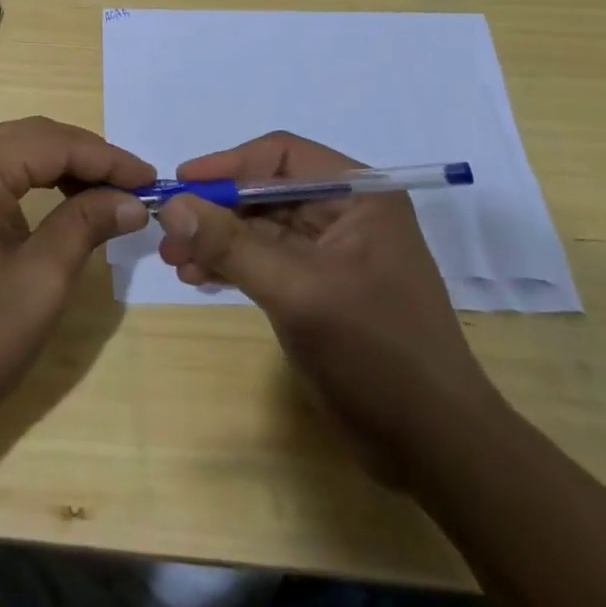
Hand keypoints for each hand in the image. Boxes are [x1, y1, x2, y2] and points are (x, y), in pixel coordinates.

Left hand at [0, 117, 153, 449]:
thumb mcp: (39, 282)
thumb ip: (86, 224)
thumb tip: (131, 201)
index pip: (53, 142)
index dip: (108, 159)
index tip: (152, 180)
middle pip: (28, 138)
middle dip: (83, 160)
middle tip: (132, 189)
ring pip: (5, 153)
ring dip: (55, 169)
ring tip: (101, 197)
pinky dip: (22, 184)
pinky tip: (52, 204)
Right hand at [157, 131, 501, 475]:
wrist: (437, 449)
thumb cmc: (375, 354)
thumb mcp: (297, 292)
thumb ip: (231, 245)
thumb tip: (171, 205)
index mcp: (359, 195)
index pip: (281, 157)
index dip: (227, 164)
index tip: (181, 182)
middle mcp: (347, 214)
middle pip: (266, 191)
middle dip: (216, 209)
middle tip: (168, 230)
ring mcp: (334, 253)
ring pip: (262, 227)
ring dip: (217, 240)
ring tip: (174, 259)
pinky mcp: (322, 288)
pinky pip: (267, 260)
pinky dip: (232, 265)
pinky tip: (198, 276)